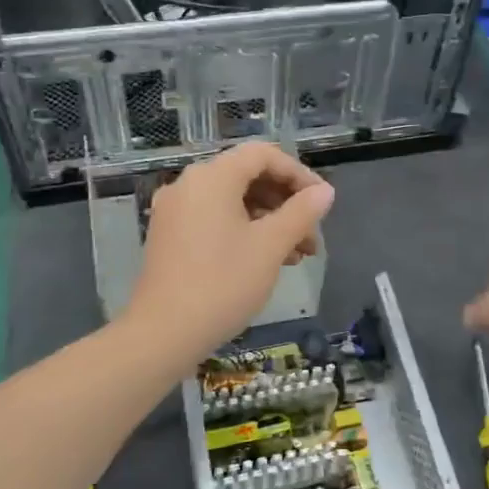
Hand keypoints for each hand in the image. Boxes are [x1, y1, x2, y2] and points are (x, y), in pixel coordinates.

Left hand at [126, 142, 334, 356]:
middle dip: (286, 203)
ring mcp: (175, 211)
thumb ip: (301, 213)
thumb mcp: (270, 246)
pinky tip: (266, 260)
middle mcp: (189, 185)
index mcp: (212, 177)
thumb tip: (325, 192)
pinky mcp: (170, 236)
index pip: (263, 155)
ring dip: (269, 220)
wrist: (163, 333)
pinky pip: (214, 219)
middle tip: (312, 235)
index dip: (298, 174)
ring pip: (233, 201)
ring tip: (297, 255)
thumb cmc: (223, 283)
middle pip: (247, 177)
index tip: (322, 203)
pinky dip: (244, 231)